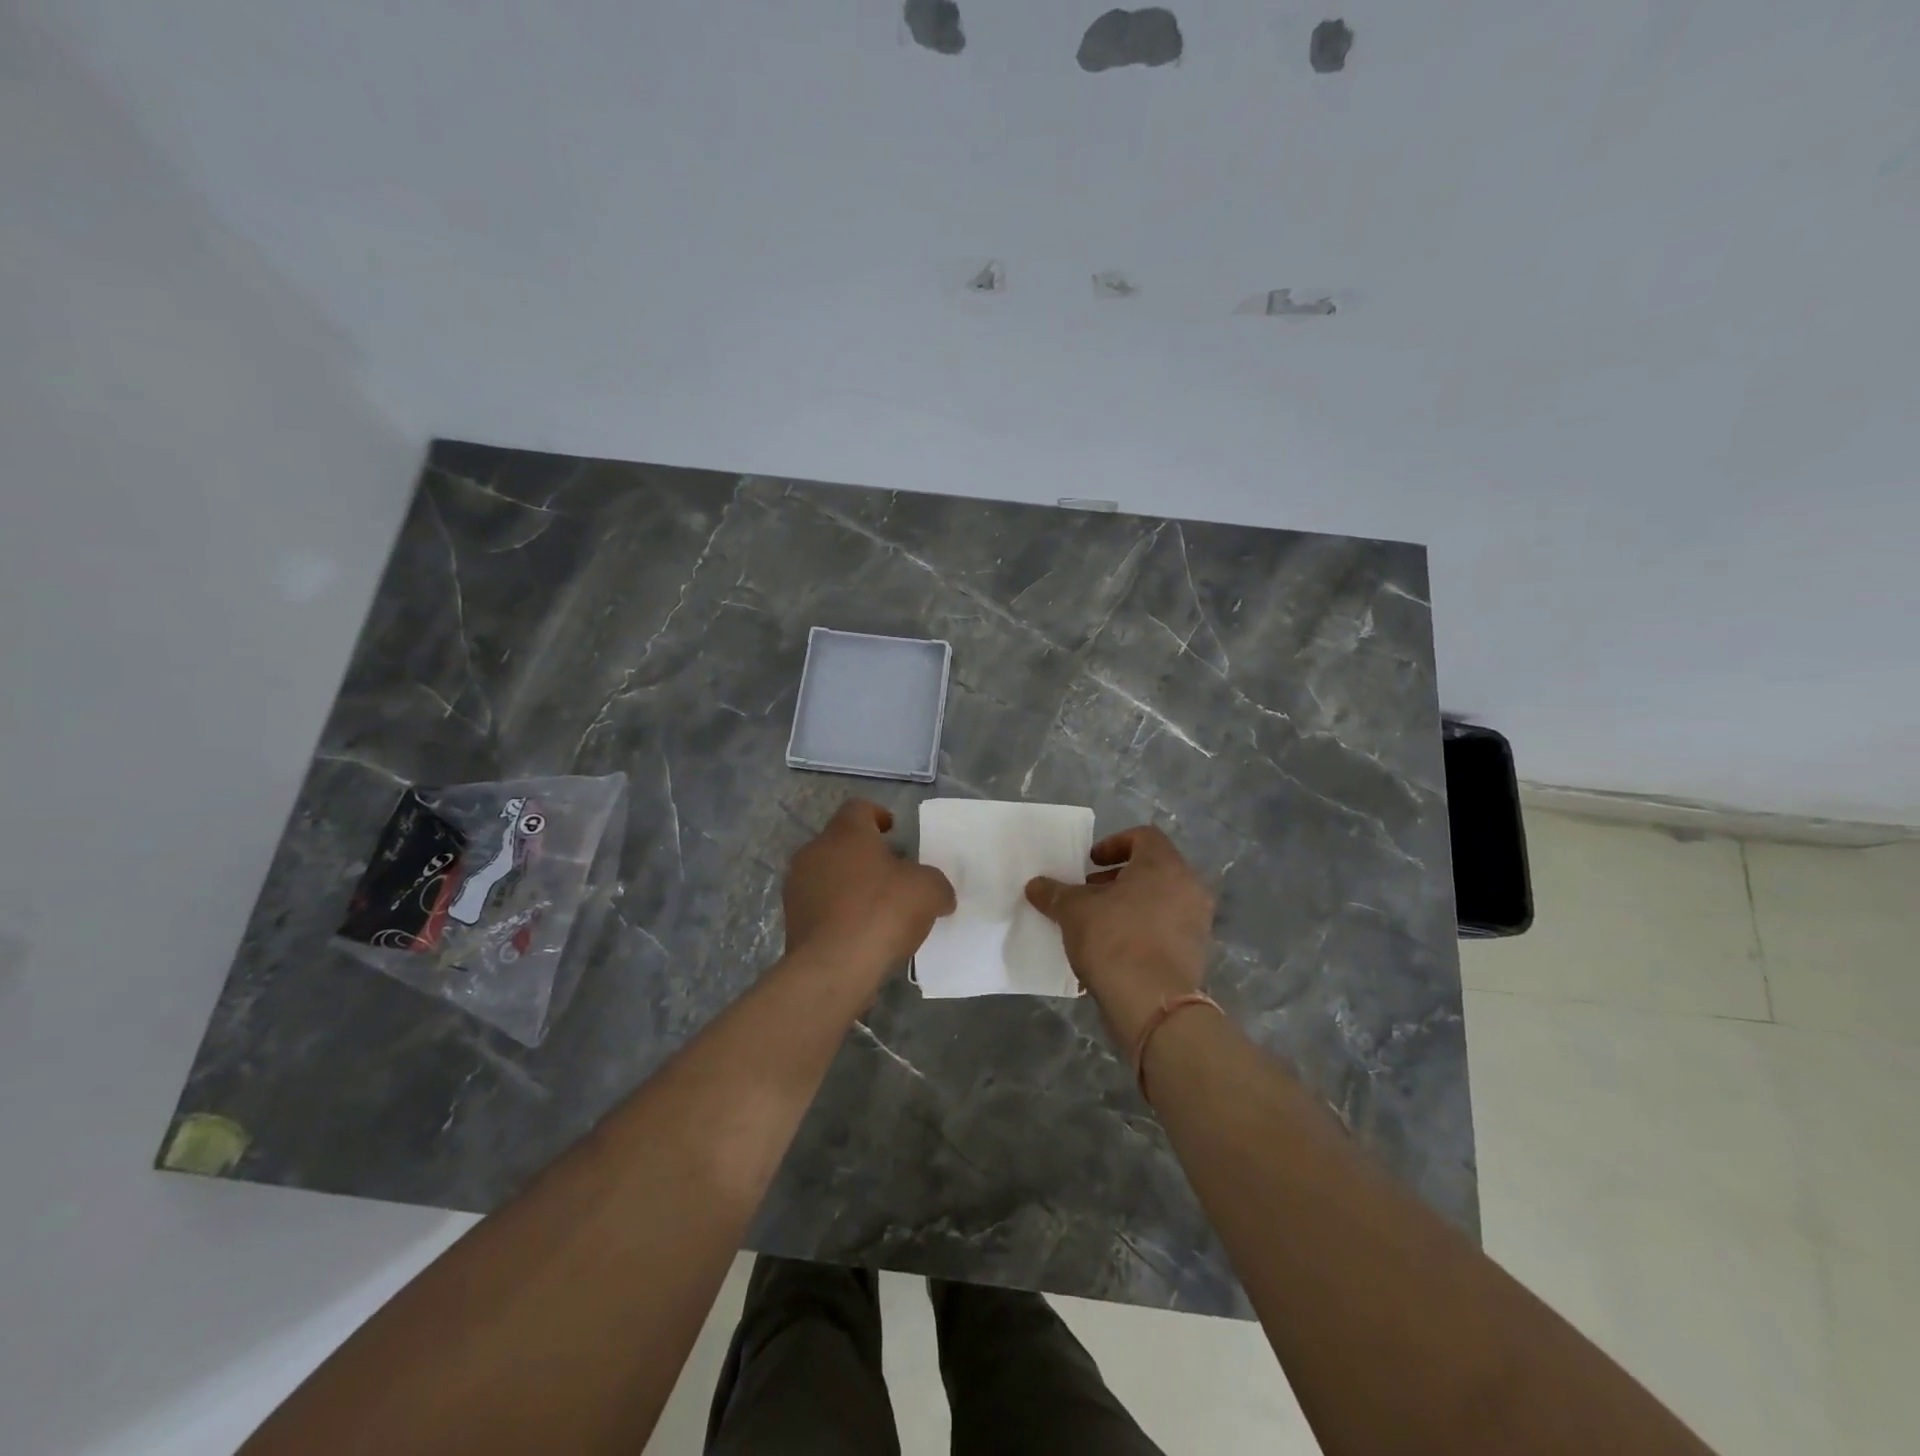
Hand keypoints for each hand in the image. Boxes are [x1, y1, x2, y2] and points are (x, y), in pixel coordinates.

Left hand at [784, 800, 955, 978]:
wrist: (833, 968)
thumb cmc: (881, 913)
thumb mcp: (928, 891)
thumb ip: (936, 884)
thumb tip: (940, 894)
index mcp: (846, 833)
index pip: (859, 808)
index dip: (878, 815)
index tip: (893, 830)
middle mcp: (815, 852)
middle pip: (841, 842)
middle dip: (865, 853)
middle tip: (891, 871)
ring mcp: (798, 887)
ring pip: (827, 874)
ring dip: (849, 883)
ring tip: (876, 905)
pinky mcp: (792, 920)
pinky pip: (819, 905)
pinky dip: (838, 911)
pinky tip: (859, 931)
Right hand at [1025, 826, 1214, 1045]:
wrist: (1151, 1003)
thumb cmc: (1113, 939)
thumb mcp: (1073, 911)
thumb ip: (1054, 893)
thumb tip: (1035, 885)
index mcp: (1164, 865)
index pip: (1143, 836)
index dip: (1113, 844)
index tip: (1090, 863)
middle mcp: (1189, 887)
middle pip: (1152, 869)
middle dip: (1118, 879)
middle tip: (1089, 894)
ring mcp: (1198, 922)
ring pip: (1161, 900)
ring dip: (1130, 905)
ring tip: (1098, 923)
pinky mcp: (1196, 954)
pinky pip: (1166, 929)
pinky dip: (1143, 930)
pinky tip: (1115, 950)